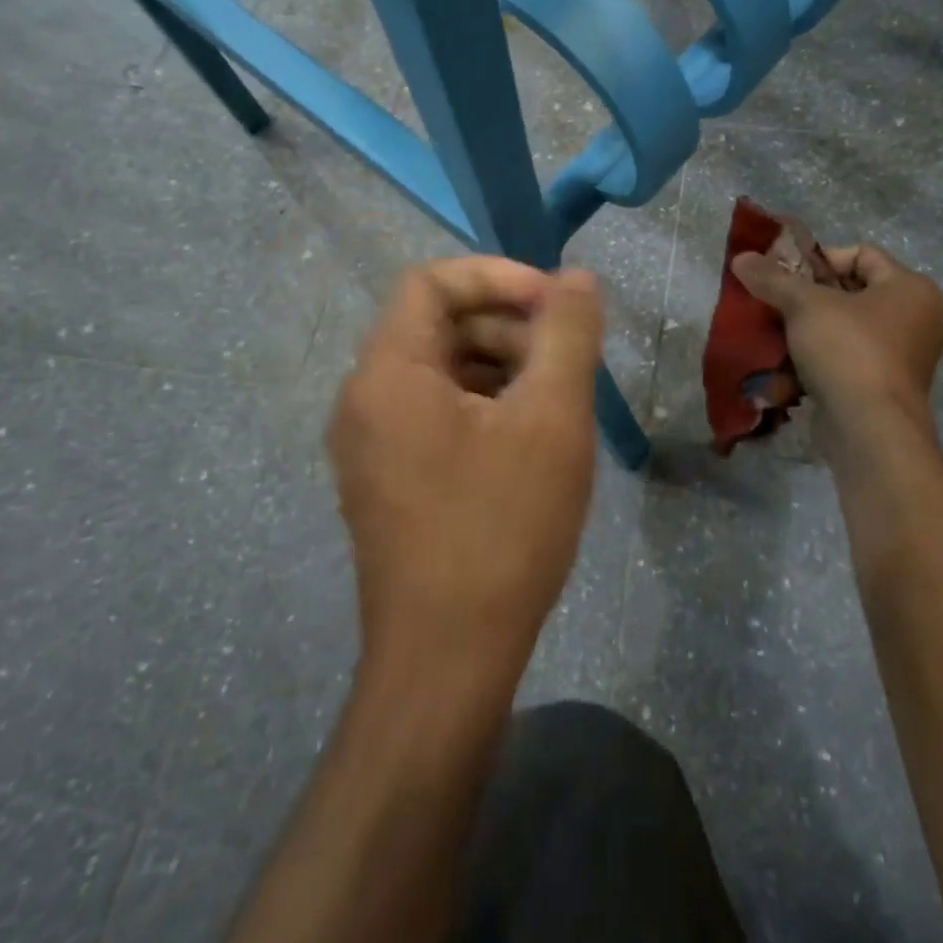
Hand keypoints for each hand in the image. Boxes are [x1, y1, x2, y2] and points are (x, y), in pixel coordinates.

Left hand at [328, 257, 604, 694]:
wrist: (447, 664)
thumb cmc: (501, 529)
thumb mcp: (551, 418)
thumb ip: (567, 333)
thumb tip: (577, 278)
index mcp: (389, 372)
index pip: (432, 282)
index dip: (498, 278)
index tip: (555, 307)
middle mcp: (365, 399)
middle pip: (437, 324)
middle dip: (507, 326)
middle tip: (566, 360)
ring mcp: (371, 445)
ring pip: (441, 370)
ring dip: (501, 367)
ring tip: (556, 402)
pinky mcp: (387, 481)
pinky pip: (436, 413)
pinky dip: (484, 406)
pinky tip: (529, 442)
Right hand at [730, 243, 942, 425]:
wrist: (870, 431)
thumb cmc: (848, 351)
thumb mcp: (804, 305)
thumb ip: (773, 278)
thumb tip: (741, 258)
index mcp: (910, 289)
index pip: (862, 254)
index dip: (820, 259)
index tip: (786, 277)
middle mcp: (916, 320)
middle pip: (851, 293)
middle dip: (808, 297)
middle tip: (774, 304)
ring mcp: (903, 358)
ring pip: (845, 329)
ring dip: (808, 331)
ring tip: (774, 334)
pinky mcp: (885, 389)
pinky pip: (847, 361)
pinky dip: (818, 360)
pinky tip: (786, 368)